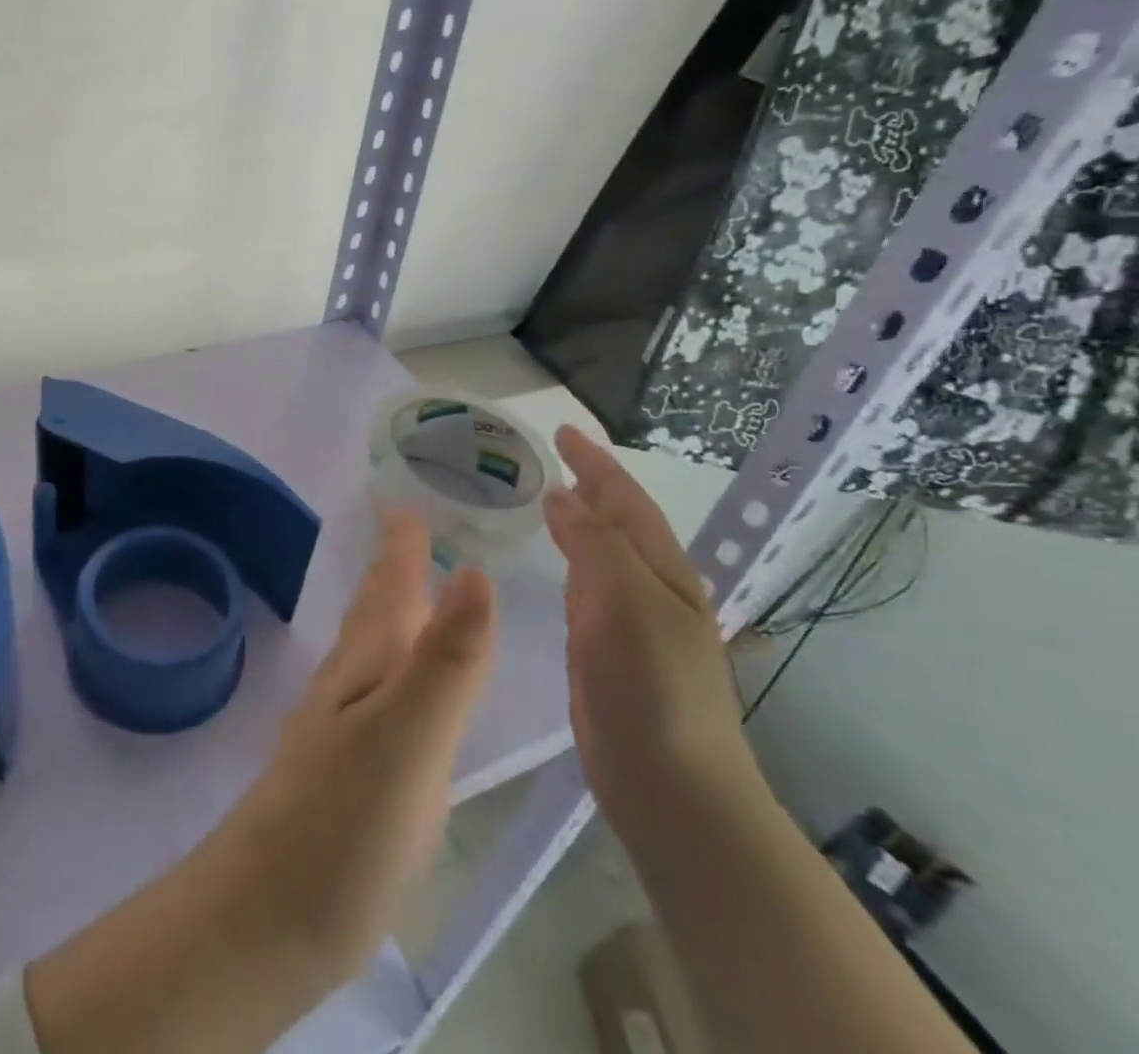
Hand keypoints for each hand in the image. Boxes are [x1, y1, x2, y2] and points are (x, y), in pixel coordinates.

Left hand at [25, 512, 497, 1053]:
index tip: (402, 497)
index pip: (387, 586)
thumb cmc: (343, 822)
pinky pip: (382, 694)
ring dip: (397, 614)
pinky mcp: (353, 773)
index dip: (398, 543)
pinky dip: (400, 669)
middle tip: (412, 530)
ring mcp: (347, 728)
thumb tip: (474, 571)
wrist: (272, 915)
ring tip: (419, 591)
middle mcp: (352, 684)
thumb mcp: (407, 737)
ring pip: (376, 650)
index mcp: (365, 663)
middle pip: (376, 611)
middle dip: (395, 568)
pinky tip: (407, 686)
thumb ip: (444, 661)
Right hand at [544, 427, 757, 825]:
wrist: (673, 788)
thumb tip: (560, 497)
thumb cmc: (653, 689)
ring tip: (545, 497)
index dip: (595, 463)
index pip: (625, 501)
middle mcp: (649, 588)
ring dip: (578, 520)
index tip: (561, 432)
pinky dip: (568, 559)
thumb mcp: (626, 604)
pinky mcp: (605, 650)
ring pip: (600, 552)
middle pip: (617, 521)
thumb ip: (593, 545)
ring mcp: (629, 621)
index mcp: (662, 571)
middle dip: (589, 484)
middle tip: (550, 457)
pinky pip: (584, 587)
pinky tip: (551, 562)